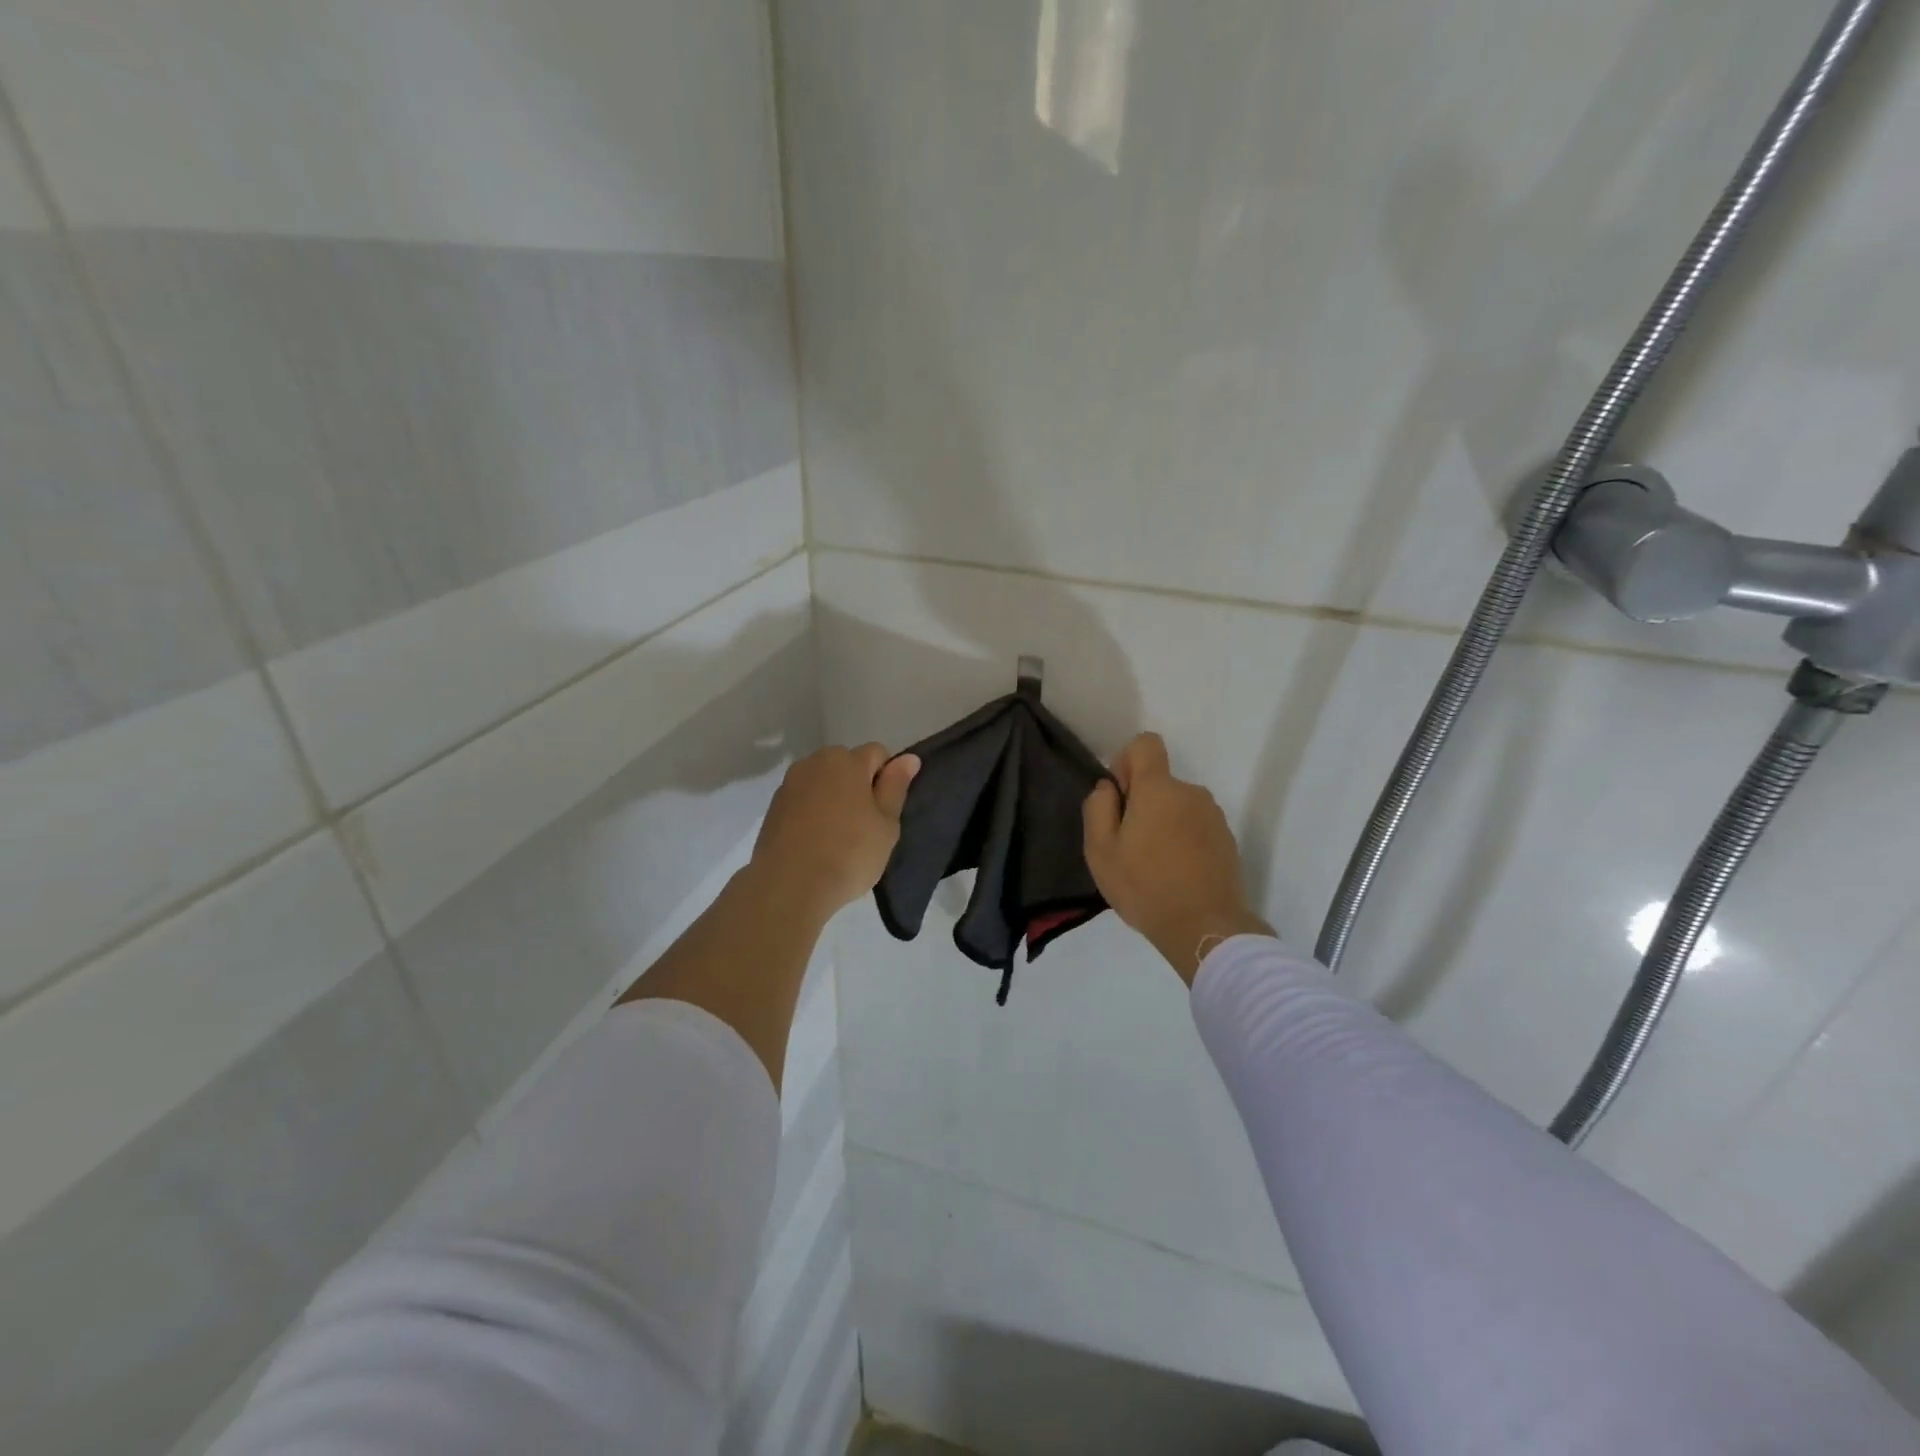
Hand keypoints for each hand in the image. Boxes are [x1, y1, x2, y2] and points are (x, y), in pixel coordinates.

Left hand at [749, 744, 919, 922]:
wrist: (790, 884)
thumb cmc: (849, 853)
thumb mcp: (886, 824)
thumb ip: (896, 786)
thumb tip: (908, 758)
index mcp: (847, 761)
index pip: (877, 753)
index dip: (887, 777)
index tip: (885, 810)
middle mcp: (815, 762)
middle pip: (846, 763)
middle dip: (858, 784)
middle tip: (865, 823)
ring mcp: (790, 783)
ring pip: (822, 781)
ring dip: (833, 796)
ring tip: (838, 835)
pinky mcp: (774, 806)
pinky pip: (803, 799)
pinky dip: (812, 811)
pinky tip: (816, 841)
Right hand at [1083, 733, 1271, 981]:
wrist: (1205, 927)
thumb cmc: (1144, 886)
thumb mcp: (1100, 851)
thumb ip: (1098, 808)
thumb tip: (1108, 788)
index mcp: (1159, 789)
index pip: (1146, 743)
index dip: (1127, 762)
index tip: (1120, 798)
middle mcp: (1191, 793)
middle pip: (1160, 782)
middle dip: (1142, 803)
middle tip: (1130, 846)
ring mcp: (1214, 817)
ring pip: (1178, 806)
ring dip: (1164, 823)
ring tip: (1153, 865)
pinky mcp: (1227, 840)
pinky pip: (1196, 827)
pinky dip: (1183, 841)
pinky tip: (1176, 875)